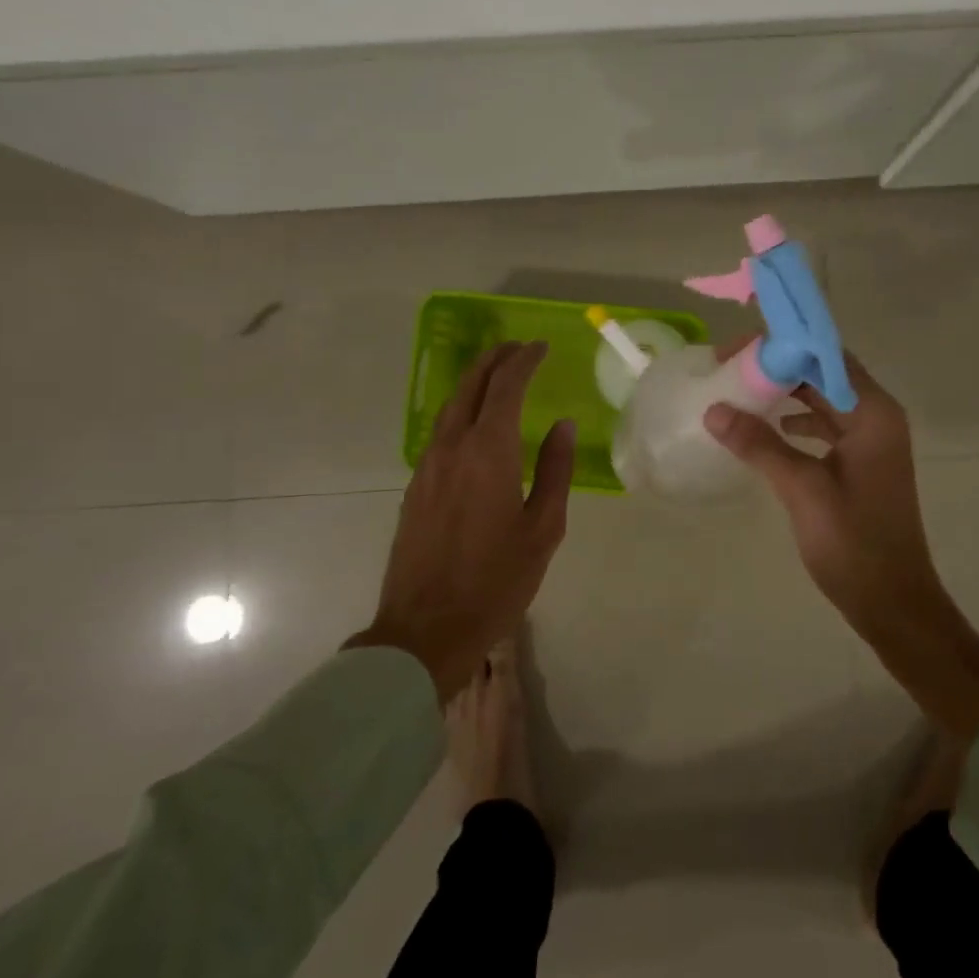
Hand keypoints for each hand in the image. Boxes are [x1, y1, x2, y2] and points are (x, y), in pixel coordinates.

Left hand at [348, 341, 575, 699]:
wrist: (425, 630)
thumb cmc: (496, 581)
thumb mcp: (543, 528)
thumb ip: (554, 470)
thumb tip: (563, 425)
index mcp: (488, 452)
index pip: (506, 387)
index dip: (524, 361)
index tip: (541, 347)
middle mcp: (452, 448)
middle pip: (470, 386)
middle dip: (494, 360)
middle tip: (518, 349)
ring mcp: (427, 466)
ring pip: (451, 407)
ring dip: (475, 383)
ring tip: (499, 376)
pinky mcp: (415, 487)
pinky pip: (441, 431)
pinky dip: (462, 411)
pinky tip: (476, 424)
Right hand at [703, 348, 978, 740]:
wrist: (893, 602)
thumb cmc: (854, 543)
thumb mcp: (802, 489)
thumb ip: (759, 445)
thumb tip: (714, 410)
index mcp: (872, 413)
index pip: (824, 356)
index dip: (779, 347)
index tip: (734, 352)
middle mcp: (876, 416)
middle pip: (824, 373)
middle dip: (778, 367)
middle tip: (728, 368)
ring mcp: (871, 440)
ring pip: (823, 399)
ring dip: (785, 392)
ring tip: (739, 392)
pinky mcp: (862, 463)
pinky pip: (826, 426)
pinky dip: (797, 421)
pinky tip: (769, 429)